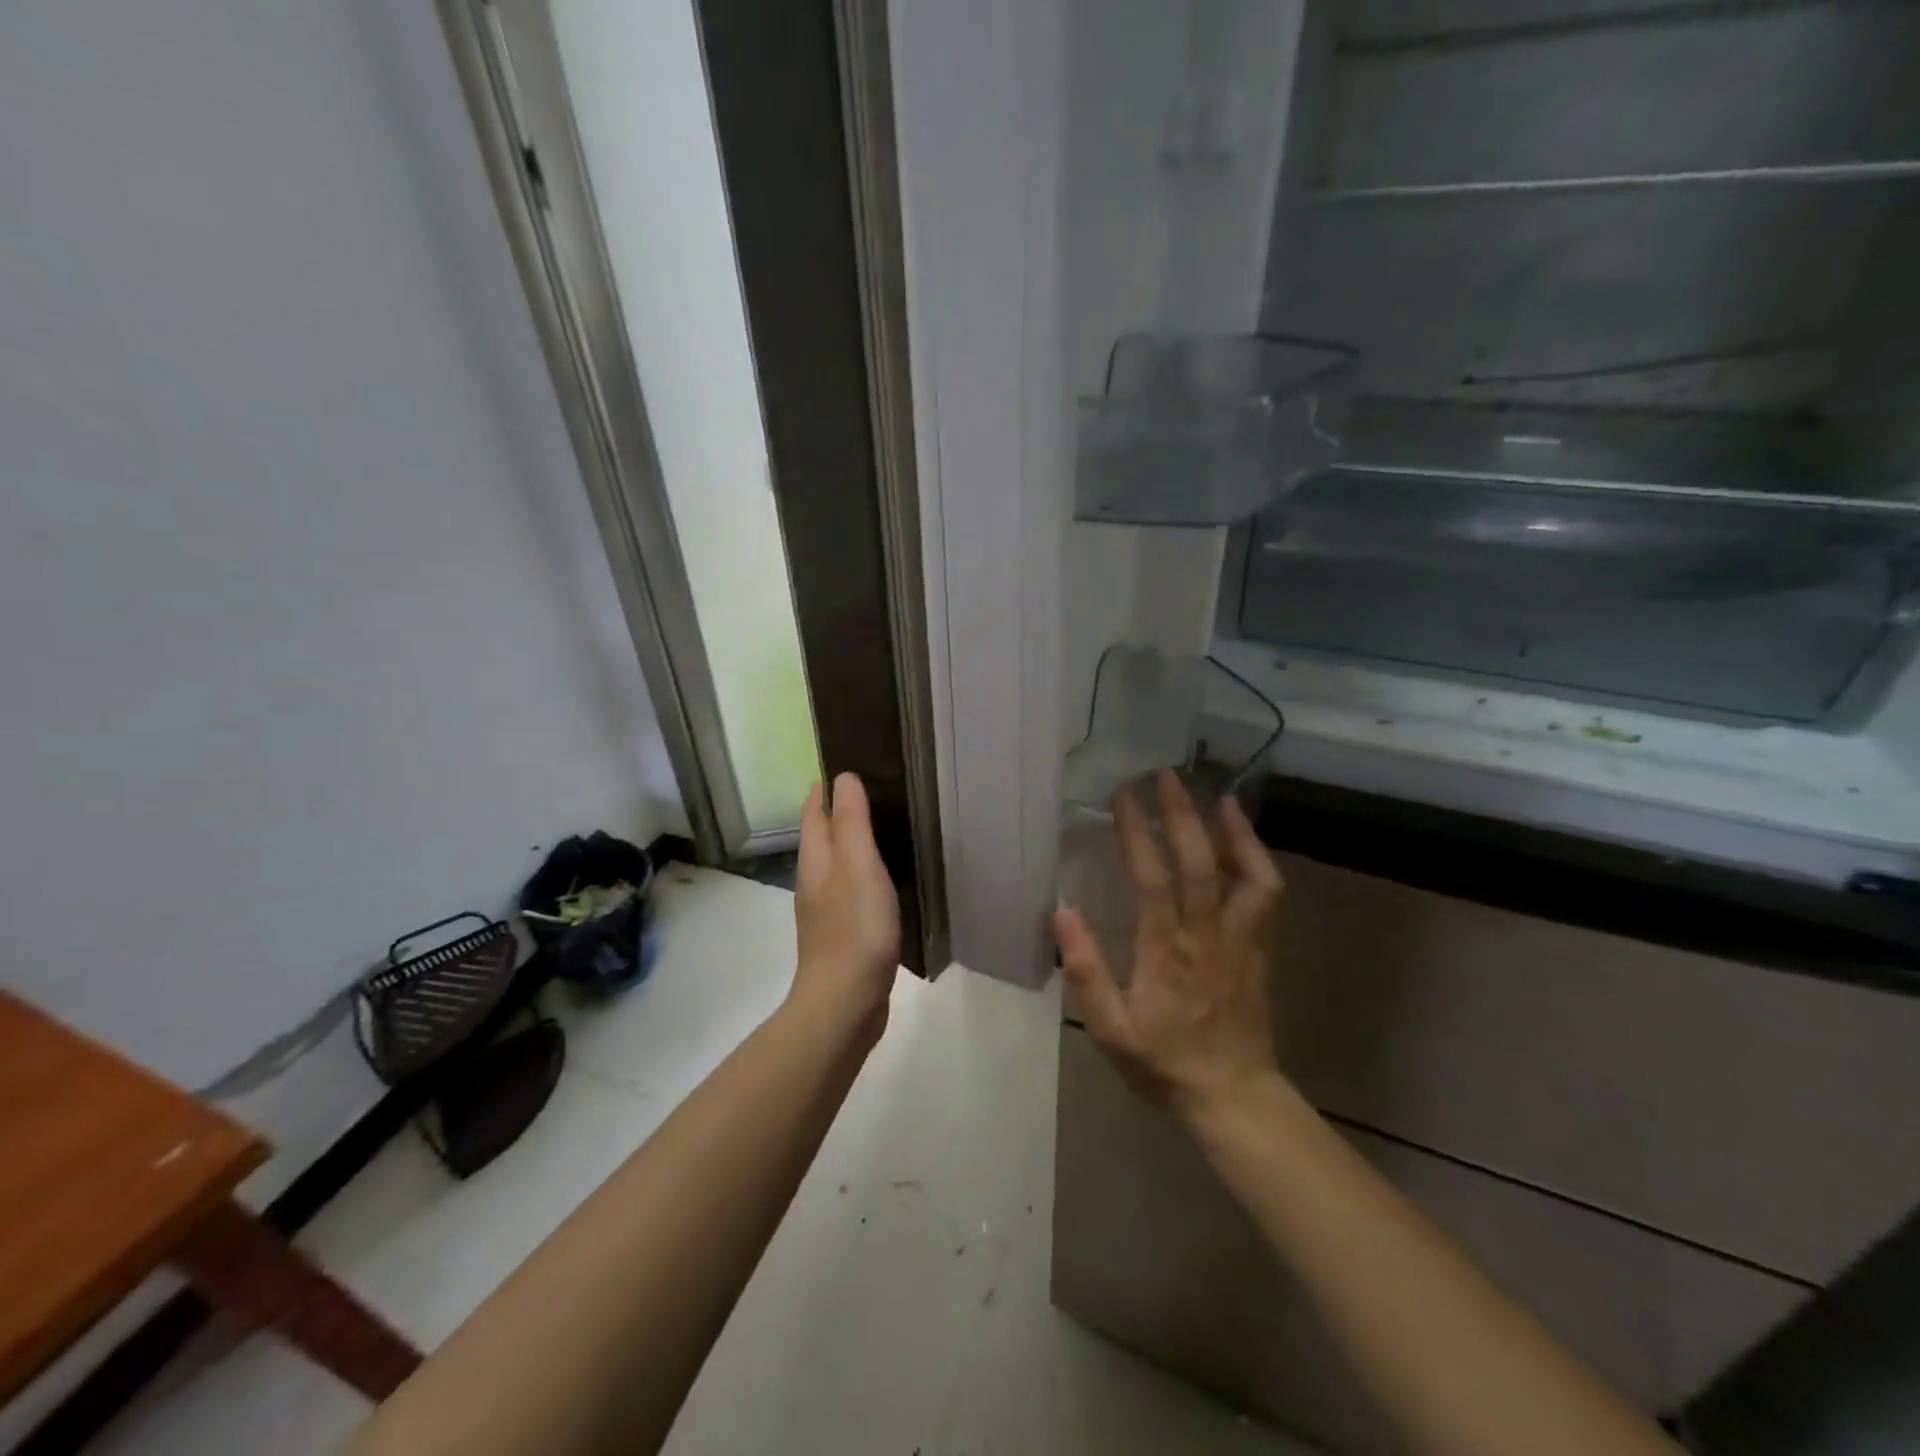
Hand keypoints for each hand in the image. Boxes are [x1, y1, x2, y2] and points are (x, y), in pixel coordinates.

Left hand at [791, 773, 901, 1027]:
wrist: (845, 1002)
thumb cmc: (855, 928)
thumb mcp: (858, 865)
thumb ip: (852, 822)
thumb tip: (843, 777)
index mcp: (816, 860)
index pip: (814, 811)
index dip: (825, 787)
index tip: (848, 764)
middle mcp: (815, 880)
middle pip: (823, 835)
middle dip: (841, 811)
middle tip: (875, 790)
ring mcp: (827, 910)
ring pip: (838, 863)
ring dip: (854, 843)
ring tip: (885, 827)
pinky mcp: (844, 933)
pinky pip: (852, 889)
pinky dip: (865, 873)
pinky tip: (886, 879)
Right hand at [1054, 769, 1283, 1119]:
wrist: (1233, 1095)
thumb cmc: (1164, 1062)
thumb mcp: (1110, 1030)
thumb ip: (1087, 972)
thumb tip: (1061, 914)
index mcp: (1167, 954)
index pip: (1153, 881)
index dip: (1137, 833)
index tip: (1121, 797)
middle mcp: (1208, 936)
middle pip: (1201, 863)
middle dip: (1181, 813)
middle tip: (1163, 775)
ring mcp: (1242, 939)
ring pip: (1246, 873)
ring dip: (1230, 829)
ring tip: (1213, 794)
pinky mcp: (1261, 946)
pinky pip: (1266, 893)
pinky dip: (1256, 856)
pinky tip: (1241, 835)